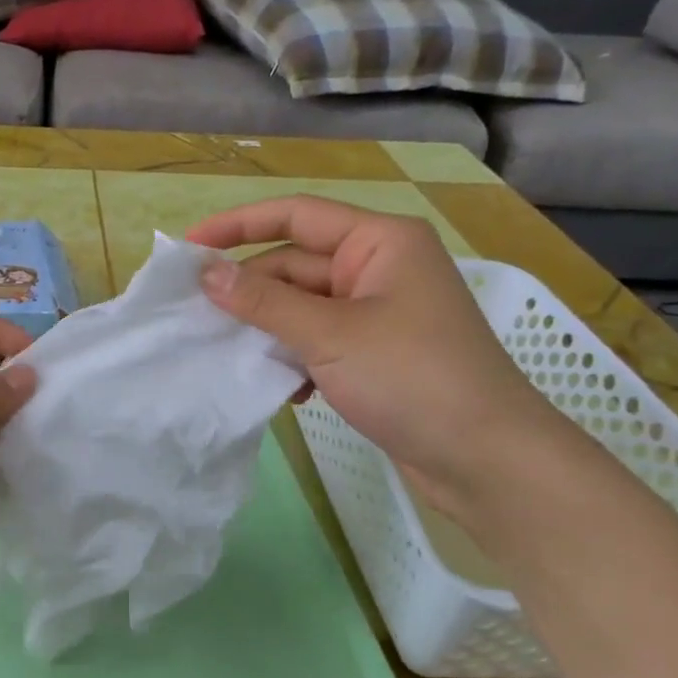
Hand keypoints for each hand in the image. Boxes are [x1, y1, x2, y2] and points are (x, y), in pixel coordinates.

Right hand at [187, 195, 568, 520]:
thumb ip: (264, 301)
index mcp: (380, 241)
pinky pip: (318, 340)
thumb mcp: (330, 334)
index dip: (237, 225)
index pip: (296, 215)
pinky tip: (286, 390)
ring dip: (268, 329)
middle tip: (195, 315)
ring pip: (302, 306)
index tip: (188, 247)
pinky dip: (296, 358)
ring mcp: (379, 312)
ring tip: (230, 354)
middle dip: (249, 290)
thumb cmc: (412, 378)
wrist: (488, 462)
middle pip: (295, 264)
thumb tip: (206, 273)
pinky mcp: (376, 353)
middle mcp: (379, 267)